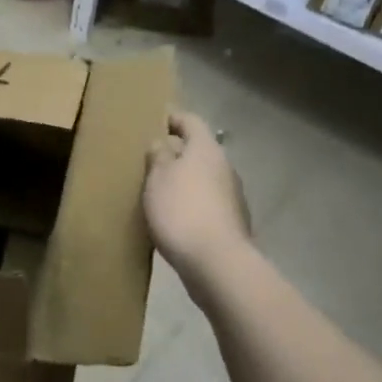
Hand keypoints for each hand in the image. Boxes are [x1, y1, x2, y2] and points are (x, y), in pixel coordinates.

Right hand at [144, 110, 251, 290]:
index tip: (153, 121)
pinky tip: (174, 218)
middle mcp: (225, 167)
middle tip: (149, 160)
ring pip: (204, 178)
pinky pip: (207, 203)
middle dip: (177, 153)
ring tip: (158, 191)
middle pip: (199, 150)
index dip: (172, 118)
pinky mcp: (232, 223)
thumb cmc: (182, 211)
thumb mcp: (158, 178)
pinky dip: (192, 204)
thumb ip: (158, 156)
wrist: (217, 263)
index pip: (190, 121)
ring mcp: (232, 196)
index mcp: (207, 149)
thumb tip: (163, 143)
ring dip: (185, 181)